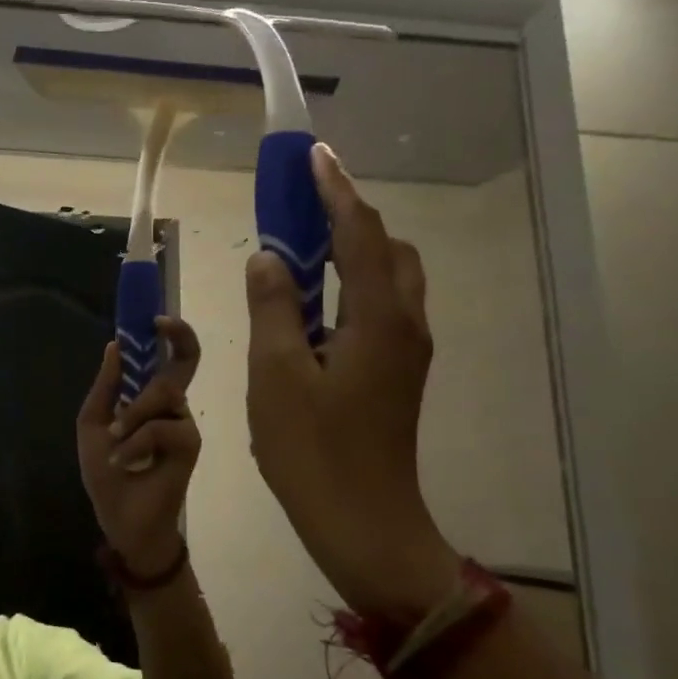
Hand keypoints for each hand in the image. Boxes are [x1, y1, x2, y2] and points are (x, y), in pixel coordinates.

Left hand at [76, 317, 201, 576]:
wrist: (119, 516)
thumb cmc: (105, 471)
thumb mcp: (94, 423)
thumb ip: (106, 386)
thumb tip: (114, 345)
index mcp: (149, 397)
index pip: (171, 357)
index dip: (172, 333)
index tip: (155, 318)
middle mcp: (173, 405)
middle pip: (182, 363)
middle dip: (170, 348)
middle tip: (156, 335)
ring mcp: (184, 423)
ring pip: (164, 394)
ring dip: (131, 417)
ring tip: (114, 441)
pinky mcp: (190, 444)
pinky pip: (162, 427)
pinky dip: (136, 441)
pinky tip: (124, 460)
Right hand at [245, 145, 458, 618]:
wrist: (363, 522)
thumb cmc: (313, 451)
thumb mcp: (275, 375)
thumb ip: (273, 308)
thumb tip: (270, 258)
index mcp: (379, 320)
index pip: (359, 234)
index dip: (335, 191)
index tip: (313, 156)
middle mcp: (405, 325)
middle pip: (387, 249)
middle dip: (347, 217)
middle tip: (298, 208)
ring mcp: (406, 352)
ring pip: (388, 280)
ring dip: (350, 252)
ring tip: (299, 253)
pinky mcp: (396, 374)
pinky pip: (379, 309)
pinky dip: (349, 286)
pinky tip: (309, 305)